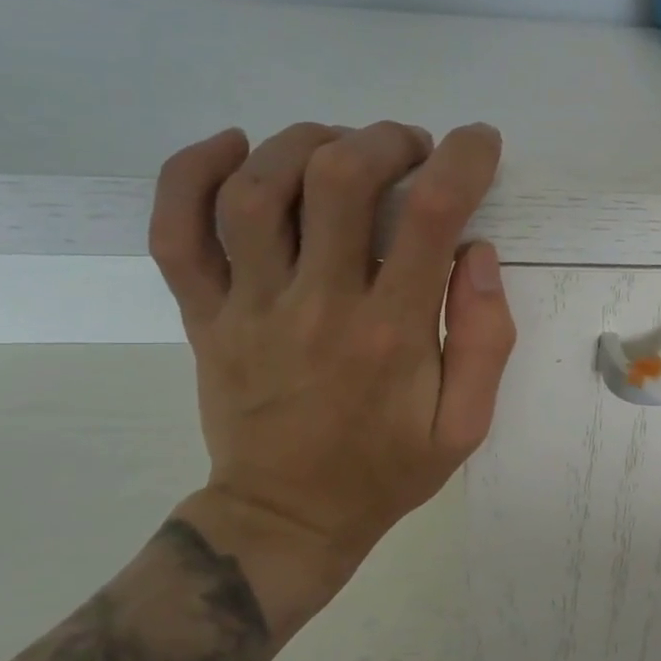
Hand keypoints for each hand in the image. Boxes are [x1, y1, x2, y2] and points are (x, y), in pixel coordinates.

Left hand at [147, 121, 515, 625]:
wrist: (287, 520)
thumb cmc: (385, 471)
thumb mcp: (465, 425)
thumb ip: (485, 340)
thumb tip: (476, 252)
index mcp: (391, 333)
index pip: (430, 215)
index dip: (462, 160)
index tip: (479, 143)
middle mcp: (317, 305)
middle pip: (337, 179)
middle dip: (385, 140)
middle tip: (413, 149)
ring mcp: (249, 308)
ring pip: (255, 189)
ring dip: (304, 143)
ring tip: (341, 146)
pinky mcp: (204, 316)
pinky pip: (175, 231)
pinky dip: (189, 172)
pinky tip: (232, 146)